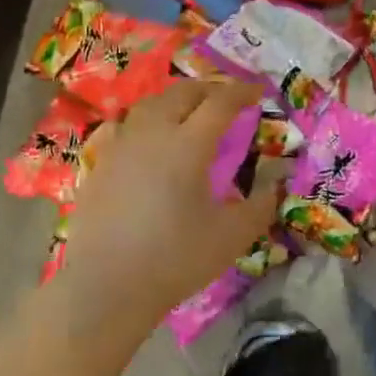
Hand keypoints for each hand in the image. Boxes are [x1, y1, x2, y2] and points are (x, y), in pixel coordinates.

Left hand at [50, 80, 283, 344]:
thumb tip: (277, 183)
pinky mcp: (98, 165)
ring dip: (175, 100)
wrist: (107, 287)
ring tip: (189, 111)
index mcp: (189, 144)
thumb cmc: (176, 258)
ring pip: (149, 104)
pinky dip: (144, 121)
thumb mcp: (233, 235)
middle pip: (182, 93)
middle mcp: (153, 133)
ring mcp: (120, 146)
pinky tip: (146, 136)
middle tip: (227, 99)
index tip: (259, 92)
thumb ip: (261, 204)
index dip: (243, 92)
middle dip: (209, 88)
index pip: (221, 102)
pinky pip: (122, 126)